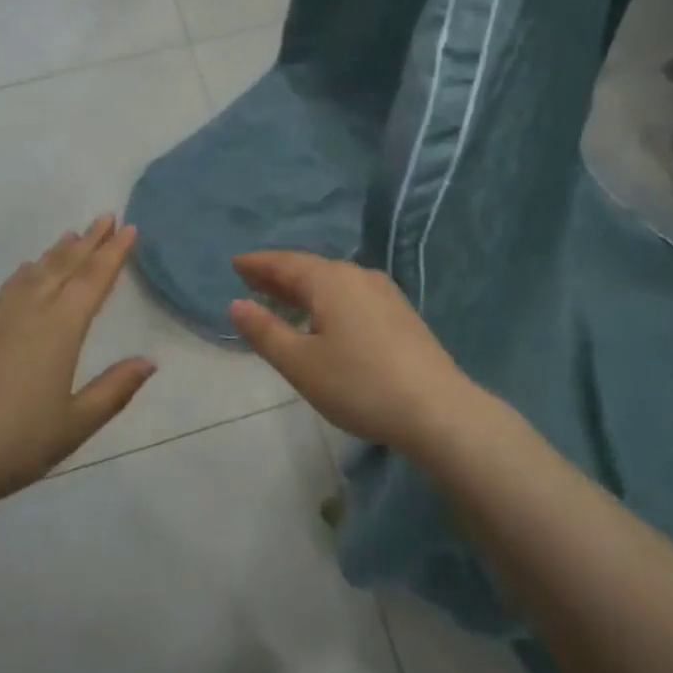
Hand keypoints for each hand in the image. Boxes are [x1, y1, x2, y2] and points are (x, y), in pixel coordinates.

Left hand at [0, 215, 155, 523]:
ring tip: (69, 236)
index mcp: (60, 329)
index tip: (128, 227)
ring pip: (31, 273)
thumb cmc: (13, 444)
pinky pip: (5, 289)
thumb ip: (114, 390)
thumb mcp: (75, 425)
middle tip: (105, 217)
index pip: (93, 280)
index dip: (113, 253)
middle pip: (63, 266)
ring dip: (55, 253)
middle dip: (88, 241)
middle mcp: (27, 312)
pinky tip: (23, 274)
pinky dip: (23, 274)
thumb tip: (149, 362)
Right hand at [228, 251, 483, 452]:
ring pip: (334, 282)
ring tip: (283, 299)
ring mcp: (384, 293)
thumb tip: (237, 305)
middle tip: (251, 280)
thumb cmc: (359, 384)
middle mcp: (358, 276)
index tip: (236, 264)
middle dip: (279, 275)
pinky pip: (352, 295)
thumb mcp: (301, 364)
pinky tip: (325, 318)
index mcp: (330, 280)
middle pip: (310, 269)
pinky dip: (328, 299)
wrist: (436, 410)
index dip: (258, 264)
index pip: (285, 263)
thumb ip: (266, 332)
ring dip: (305, 288)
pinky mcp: (400, 313)